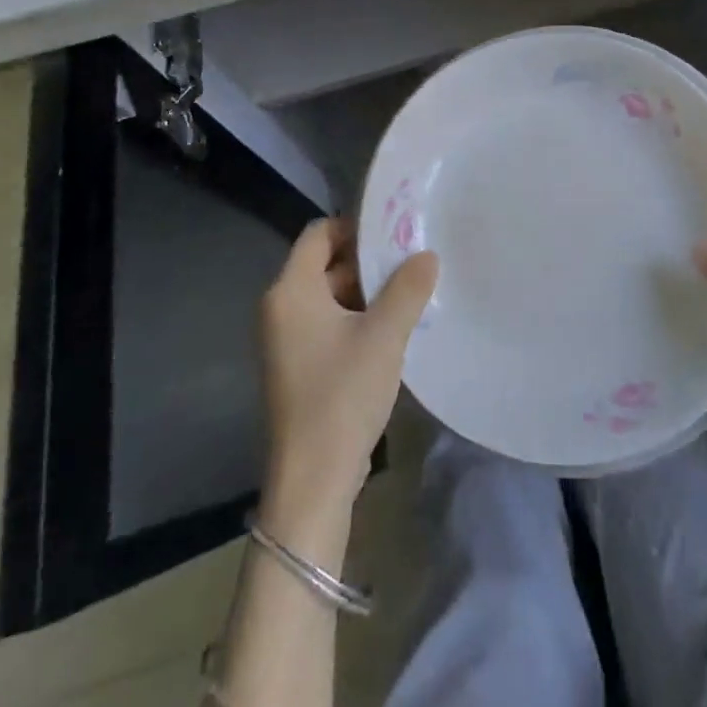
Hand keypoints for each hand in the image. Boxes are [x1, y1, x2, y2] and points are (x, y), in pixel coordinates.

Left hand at [259, 218, 438, 528]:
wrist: (313, 479)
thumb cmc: (343, 394)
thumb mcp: (385, 334)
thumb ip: (408, 288)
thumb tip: (427, 254)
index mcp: (291, 291)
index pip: (319, 234)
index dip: (355, 226)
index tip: (395, 230)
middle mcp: (280, 308)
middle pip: (324, 264)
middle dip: (367, 261)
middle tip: (412, 260)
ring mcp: (285, 340)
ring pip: (328, 296)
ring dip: (366, 292)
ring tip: (410, 292)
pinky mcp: (296, 366)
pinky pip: (326, 324)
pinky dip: (355, 318)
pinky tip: (392, 329)